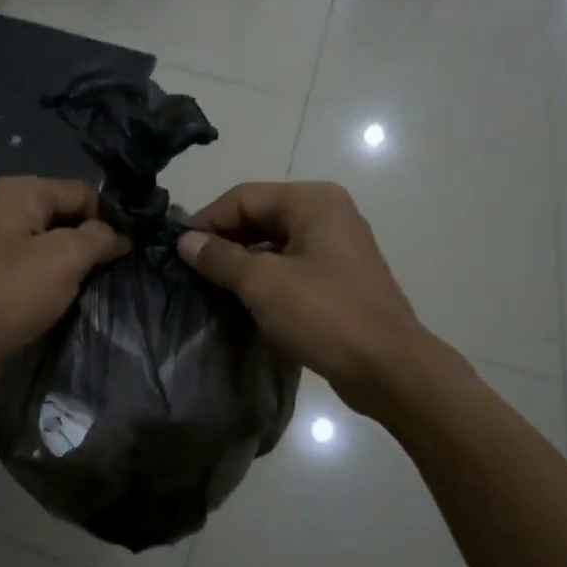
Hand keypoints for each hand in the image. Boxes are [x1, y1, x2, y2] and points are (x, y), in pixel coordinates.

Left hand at [0, 177, 127, 390]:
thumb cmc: (9, 293)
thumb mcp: (64, 258)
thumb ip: (100, 237)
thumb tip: (123, 234)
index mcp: (21, 191)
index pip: (84, 191)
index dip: (114, 217)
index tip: (140, 246)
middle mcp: (8, 209)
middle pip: (70, 216)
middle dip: (97, 241)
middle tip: (128, 268)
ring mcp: (0, 244)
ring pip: (57, 246)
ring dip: (80, 265)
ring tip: (108, 285)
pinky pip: (40, 269)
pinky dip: (60, 282)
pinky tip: (78, 298)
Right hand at [178, 182, 438, 415]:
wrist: (389, 369)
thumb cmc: (325, 315)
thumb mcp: (263, 283)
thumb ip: (220, 257)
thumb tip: (185, 241)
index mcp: (312, 202)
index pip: (244, 197)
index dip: (207, 221)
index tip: (177, 250)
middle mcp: (327, 214)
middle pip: (260, 216)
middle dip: (224, 241)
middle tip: (189, 269)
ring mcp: (336, 246)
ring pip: (274, 243)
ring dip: (242, 261)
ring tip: (209, 286)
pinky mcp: (339, 277)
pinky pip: (291, 265)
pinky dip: (264, 277)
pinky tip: (242, 299)